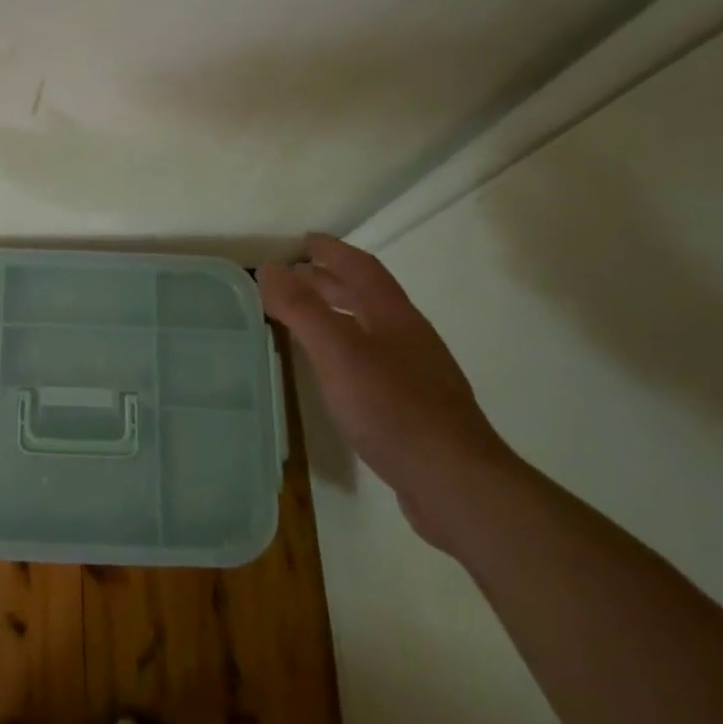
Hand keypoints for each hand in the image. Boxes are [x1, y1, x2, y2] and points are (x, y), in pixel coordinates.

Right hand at [258, 235, 514, 545]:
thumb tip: (269, 267)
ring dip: (338, 314)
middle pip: (368, 296)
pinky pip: (373, 361)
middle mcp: (408, 337)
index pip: (361, 268)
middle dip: (331, 281)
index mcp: (394, 316)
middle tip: (295, 277)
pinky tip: (335, 372)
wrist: (454, 481)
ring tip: (306, 319)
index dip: (332, 251)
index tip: (304, 241)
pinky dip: (347, 350)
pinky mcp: (414, 407)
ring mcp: (416, 373)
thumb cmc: (392, 408)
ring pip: (371, 329)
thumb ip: (301, 309)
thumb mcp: (337, 352)